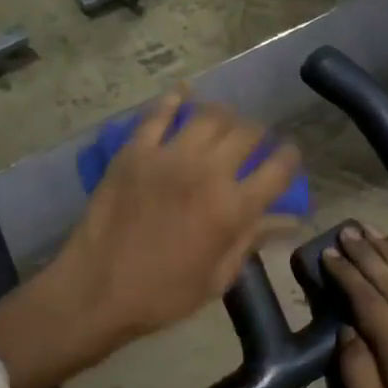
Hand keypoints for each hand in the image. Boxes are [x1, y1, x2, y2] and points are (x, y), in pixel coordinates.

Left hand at [55, 88, 300, 346]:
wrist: (97, 289)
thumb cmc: (162, 294)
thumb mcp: (217, 278)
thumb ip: (251, 240)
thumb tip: (286, 220)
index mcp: (233, 209)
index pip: (277, 170)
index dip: (289, 158)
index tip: (289, 156)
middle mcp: (207, 172)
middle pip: (247, 133)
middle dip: (259, 134)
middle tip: (255, 142)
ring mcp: (168, 156)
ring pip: (209, 116)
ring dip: (224, 117)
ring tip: (223, 124)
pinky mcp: (134, 151)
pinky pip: (158, 114)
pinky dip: (174, 99)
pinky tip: (183, 93)